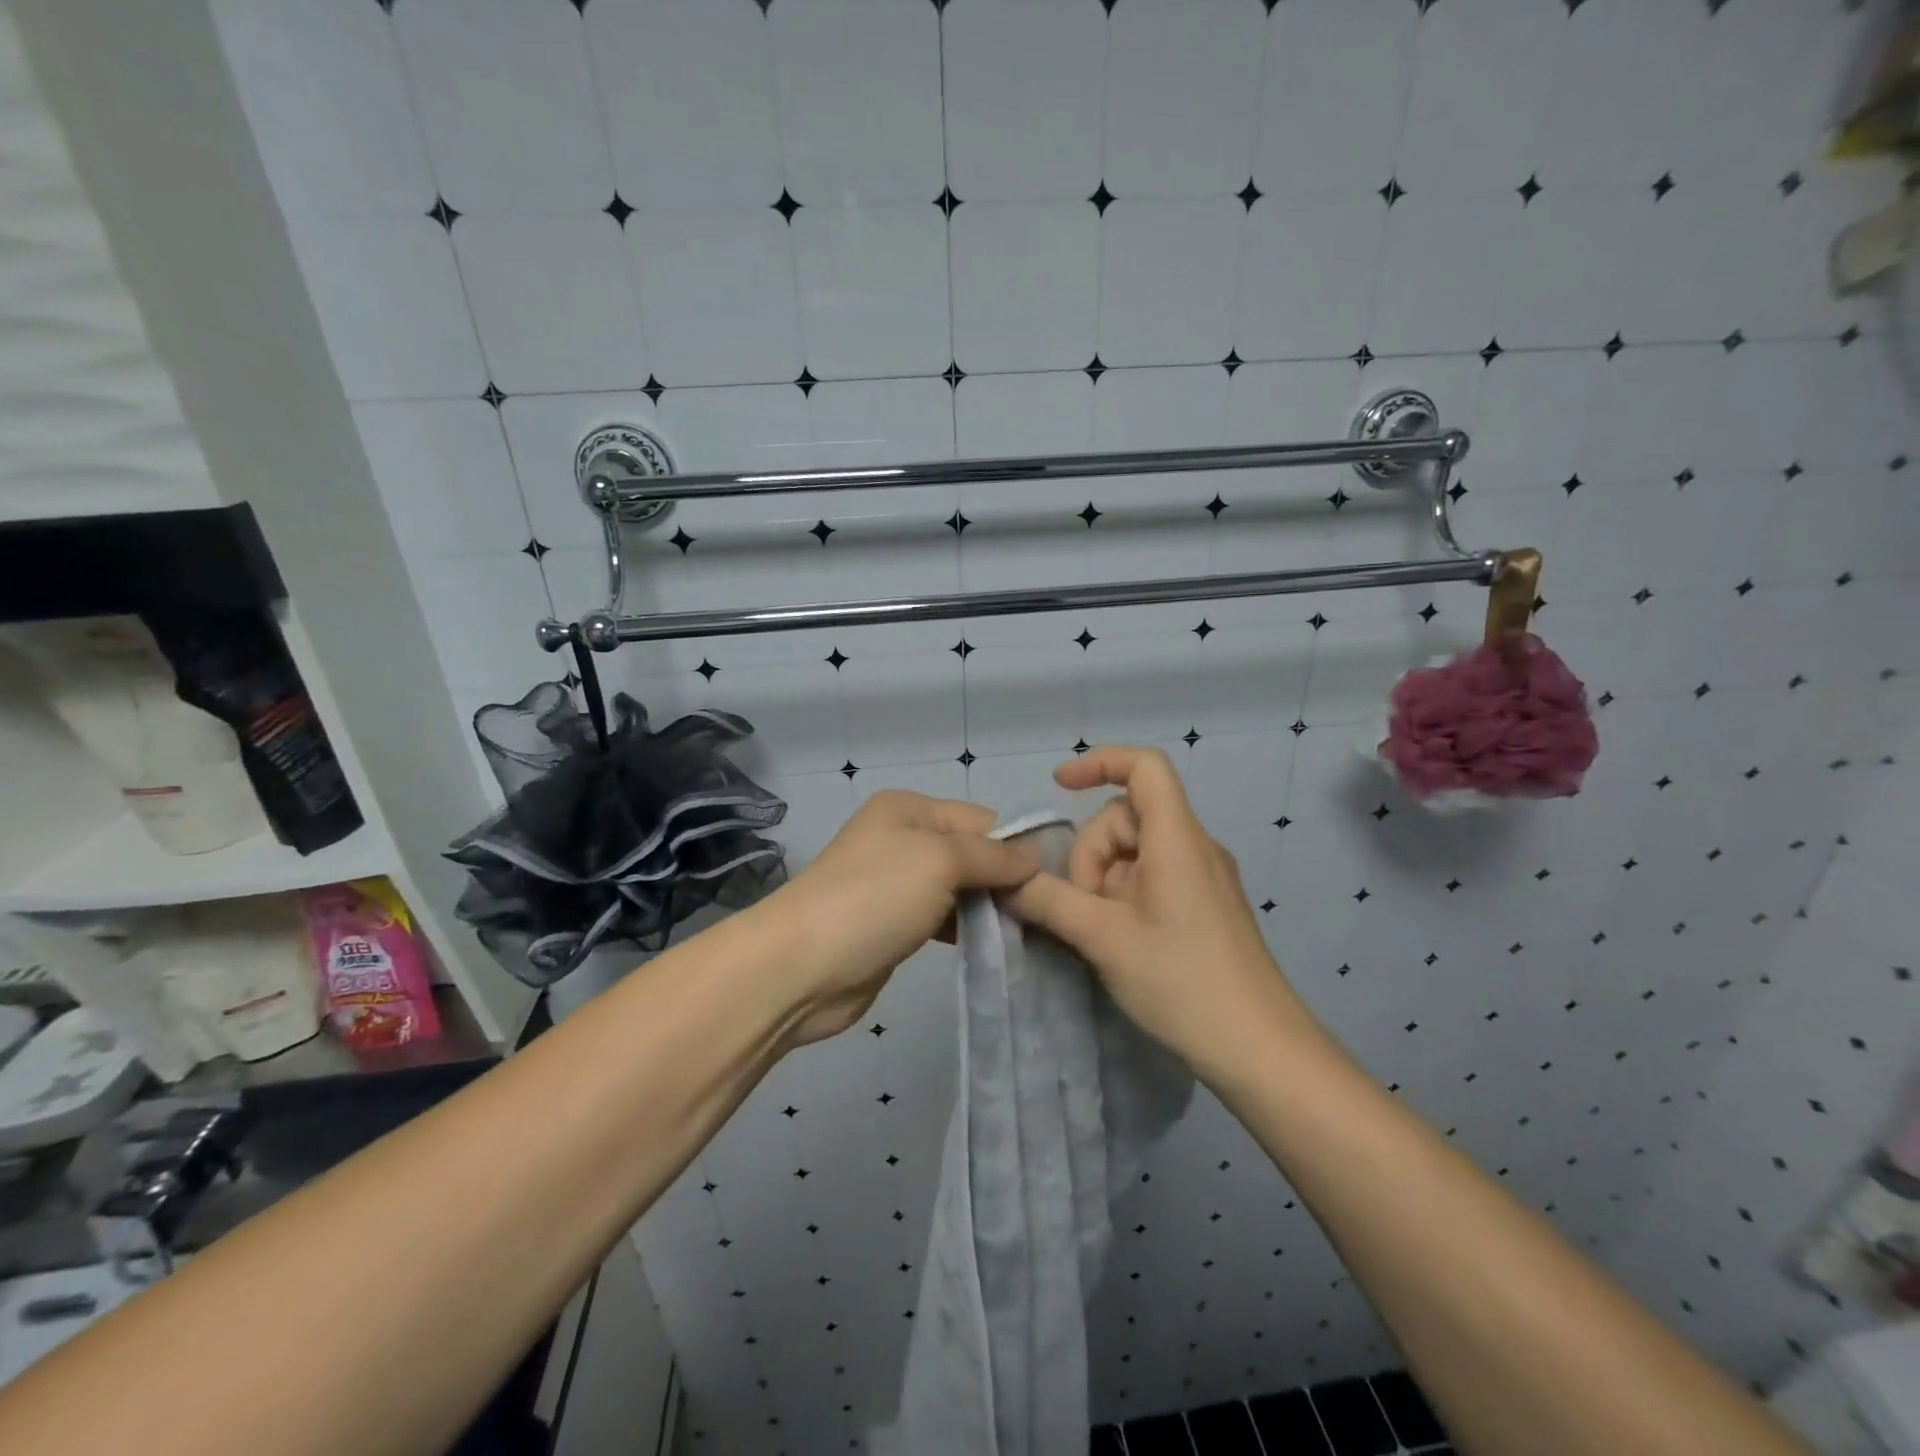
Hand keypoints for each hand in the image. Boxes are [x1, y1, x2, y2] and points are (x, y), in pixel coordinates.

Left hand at [770, 790, 1037, 1044]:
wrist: (801, 967)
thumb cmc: (873, 898)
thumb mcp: (939, 860)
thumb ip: (991, 856)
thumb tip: (1034, 859)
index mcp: (909, 809)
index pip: (981, 819)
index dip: (1016, 847)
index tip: (1055, 882)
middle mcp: (903, 839)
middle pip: (972, 854)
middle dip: (1006, 880)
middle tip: (1047, 913)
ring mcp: (897, 884)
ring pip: (960, 889)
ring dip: (990, 908)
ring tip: (1030, 932)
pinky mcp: (895, 924)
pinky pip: (944, 919)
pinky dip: (968, 929)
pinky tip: (996, 946)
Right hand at [1008, 746, 1314, 1073]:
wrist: (1259, 1049)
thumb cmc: (1182, 981)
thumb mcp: (1103, 938)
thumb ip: (1049, 901)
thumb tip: (1007, 880)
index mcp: (1176, 838)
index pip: (1144, 767)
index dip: (1100, 762)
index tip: (1059, 785)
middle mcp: (1194, 846)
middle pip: (1127, 816)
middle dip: (1092, 854)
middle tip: (1084, 909)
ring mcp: (1202, 877)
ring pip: (1136, 851)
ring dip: (1105, 880)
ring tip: (1102, 932)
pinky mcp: (1204, 906)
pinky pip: (1153, 877)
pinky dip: (1123, 895)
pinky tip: (1117, 938)